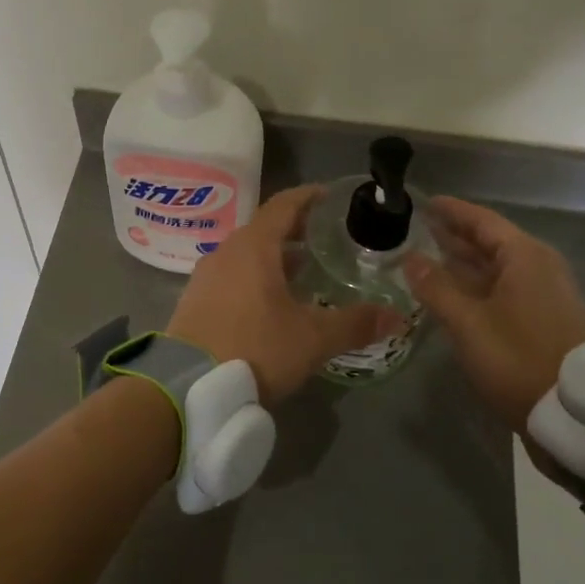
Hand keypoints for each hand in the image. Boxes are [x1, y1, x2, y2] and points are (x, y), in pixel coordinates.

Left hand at [169, 185, 401, 402]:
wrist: (187, 387)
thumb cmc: (255, 348)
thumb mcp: (312, 338)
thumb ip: (355, 323)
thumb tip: (397, 316)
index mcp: (253, 247)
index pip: (283, 205)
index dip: (308, 197)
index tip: (330, 196)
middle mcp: (226, 252)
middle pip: (264, 229)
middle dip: (295, 230)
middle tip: (326, 238)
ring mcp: (205, 277)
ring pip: (246, 255)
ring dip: (274, 257)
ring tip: (304, 272)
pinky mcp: (194, 302)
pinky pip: (231, 276)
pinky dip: (255, 277)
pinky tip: (272, 303)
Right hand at [403, 197, 584, 435]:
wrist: (577, 413)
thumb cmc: (518, 357)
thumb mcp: (468, 322)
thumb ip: (436, 287)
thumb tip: (410, 259)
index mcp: (523, 257)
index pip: (481, 221)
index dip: (452, 211)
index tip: (424, 202)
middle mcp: (537, 267)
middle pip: (490, 241)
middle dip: (454, 235)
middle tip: (418, 228)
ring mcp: (543, 294)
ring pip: (495, 267)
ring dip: (463, 262)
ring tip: (427, 256)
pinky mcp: (543, 319)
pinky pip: (502, 288)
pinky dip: (475, 284)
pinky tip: (452, 293)